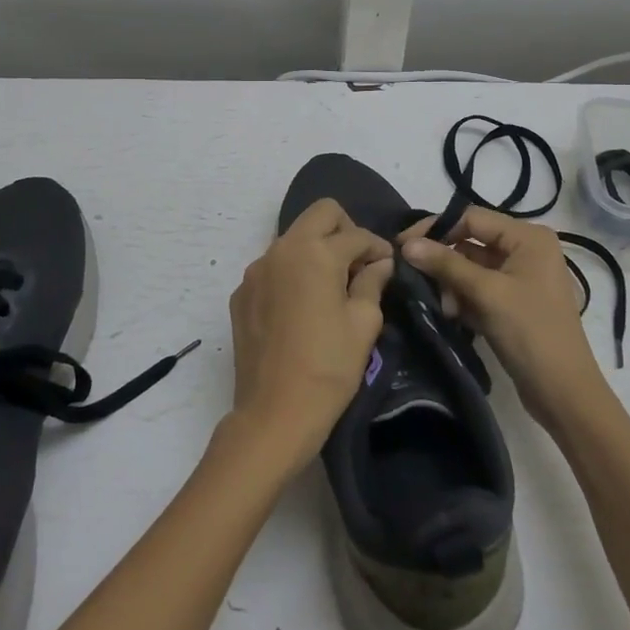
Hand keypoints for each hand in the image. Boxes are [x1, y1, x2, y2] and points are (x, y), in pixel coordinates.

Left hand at [227, 200, 391, 468]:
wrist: (274, 414)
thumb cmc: (328, 368)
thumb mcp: (364, 324)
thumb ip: (372, 283)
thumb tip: (379, 263)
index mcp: (315, 253)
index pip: (355, 234)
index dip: (378, 247)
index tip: (388, 266)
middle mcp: (281, 250)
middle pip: (320, 214)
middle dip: (345, 230)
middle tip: (358, 264)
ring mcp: (256, 271)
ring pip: (293, 238)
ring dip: (316, 250)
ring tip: (331, 286)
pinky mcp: (241, 294)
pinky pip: (273, 267)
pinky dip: (292, 274)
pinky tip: (302, 307)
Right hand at [400, 207, 607, 432]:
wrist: (564, 394)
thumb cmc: (530, 333)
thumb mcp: (487, 294)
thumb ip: (446, 265)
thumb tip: (406, 244)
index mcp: (528, 238)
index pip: (472, 218)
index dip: (436, 229)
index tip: (402, 246)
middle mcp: (527, 250)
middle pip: (471, 243)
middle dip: (445, 262)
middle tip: (416, 279)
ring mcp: (521, 278)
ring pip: (472, 268)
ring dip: (452, 285)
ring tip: (444, 307)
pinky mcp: (514, 303)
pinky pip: (480, 289)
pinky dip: (464, 298)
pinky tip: (453, 316)